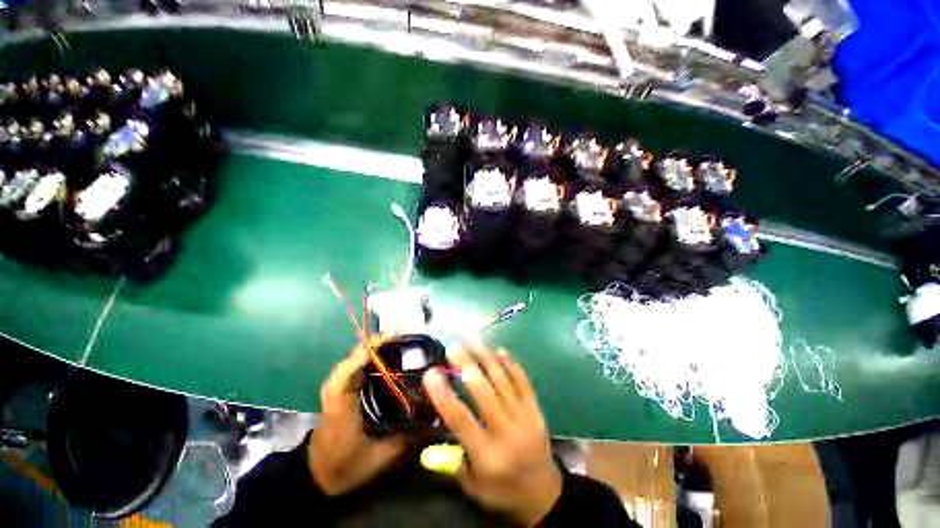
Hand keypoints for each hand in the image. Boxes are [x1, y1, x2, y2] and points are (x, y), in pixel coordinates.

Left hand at [308, 342, 405, 495]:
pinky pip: (361, 364)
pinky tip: (395, 361)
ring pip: (361, 356)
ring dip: (382, 347)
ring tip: (408, 346)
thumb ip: (405, 439)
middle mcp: (339, 386)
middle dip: (385, 342)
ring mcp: (340, 385)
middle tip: (412, 341)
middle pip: (360, 352)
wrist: (316, 475)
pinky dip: (377, 357)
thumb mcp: (377, 458)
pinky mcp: (345, 388)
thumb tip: (434, 422)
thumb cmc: (344, 466)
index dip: (375, 346)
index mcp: (342, 400)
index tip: (400, 339)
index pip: (354, 362)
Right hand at [423, 343, 562, 526]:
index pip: (461, 419)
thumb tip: (436, 427)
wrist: (544, 494)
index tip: (431, 372)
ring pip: (503, 380)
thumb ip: (453, 457)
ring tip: (472, 340)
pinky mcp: (536, 409)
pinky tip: (500, 350)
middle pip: (484, 392)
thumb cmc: (503, 490)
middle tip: (453, 346)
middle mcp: (507, 432)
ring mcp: (525, 417)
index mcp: (488, 455)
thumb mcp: (473, 487)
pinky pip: (523, 381)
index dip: (443, 394)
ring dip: (486, 357)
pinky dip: (511, 364)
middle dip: (466, 365)